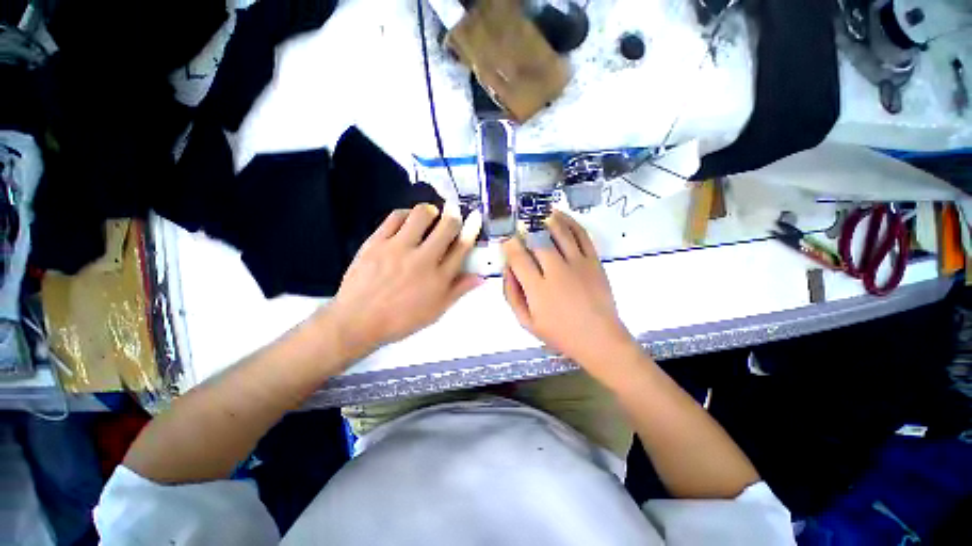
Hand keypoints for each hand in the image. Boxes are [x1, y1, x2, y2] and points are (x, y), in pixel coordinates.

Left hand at [323, 203, 482, 359]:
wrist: (357, 321)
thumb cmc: (401, 319)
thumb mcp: (436, 310)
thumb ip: (458, 291)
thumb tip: (480, 277)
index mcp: (438, 278)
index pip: (461, 247)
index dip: (472, 229)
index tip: (476, 216)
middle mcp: (422, 259)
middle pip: (446, 226)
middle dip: (454, 215)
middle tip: (453, 213)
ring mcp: (398, 248)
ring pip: (421, 215)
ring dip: (430, 211)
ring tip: (431, 216)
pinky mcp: (376, 242)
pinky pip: (395, 217)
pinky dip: (406, 213)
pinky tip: (408, 219)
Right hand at [502, 211, 635, 372]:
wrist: (599, 339)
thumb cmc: (559, 333)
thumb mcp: (526, 322)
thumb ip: (512, 294)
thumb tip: (506, 268)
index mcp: (537, 289)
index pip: (518, 257)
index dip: (509, 245)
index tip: (506, 240)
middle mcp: (556, 272)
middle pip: (536, 241)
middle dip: (525, 231)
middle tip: (520, 228)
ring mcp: (578, 264)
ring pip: (559, 232)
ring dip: (545, 220)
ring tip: (537, 215)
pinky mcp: (593, 260)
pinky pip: (581, 234)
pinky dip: (569, 221)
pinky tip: (560, 216)